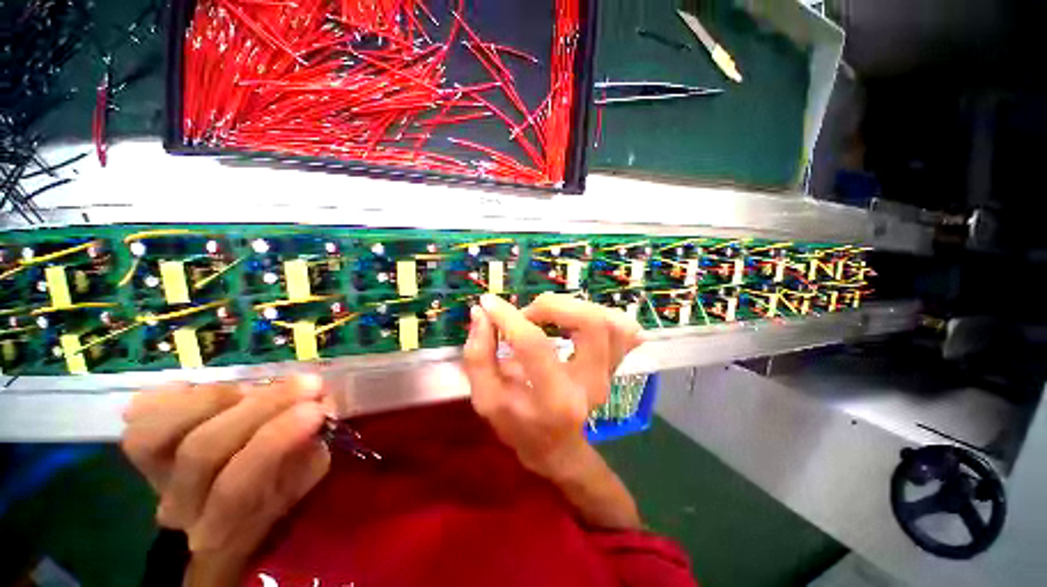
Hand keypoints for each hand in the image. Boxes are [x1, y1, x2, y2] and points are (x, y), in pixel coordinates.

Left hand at [121, 375, 330, 584]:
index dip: (275, 442)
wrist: (218, 504)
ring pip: (160, 431)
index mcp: (223, 523)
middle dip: (262, 407)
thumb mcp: (301, 481)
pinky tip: (207, 391)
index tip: (318, 408)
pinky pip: (141, 414)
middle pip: (202, 451)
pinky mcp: (136, 446)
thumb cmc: (270, 493)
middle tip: (306, 383)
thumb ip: (310, 449)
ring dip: (218, 398)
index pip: (238, 487)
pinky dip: (177, 394)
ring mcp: (149, 475)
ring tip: (255, 388)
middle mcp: (178, 505)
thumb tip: (322, 406)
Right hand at [463, 293, 641, 478]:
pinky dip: (602, 314)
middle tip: (528, 315)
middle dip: (552, 305)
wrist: (558, 448)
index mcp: (554, 400)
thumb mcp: (487, 399)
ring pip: (611, 320)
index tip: (489, 304)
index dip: (508, 318)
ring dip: (575, 307)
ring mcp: (610, 372)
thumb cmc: (518, 425)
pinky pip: (625, 329)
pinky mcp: (617, 363)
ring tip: (549, 316)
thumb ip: (479, 355)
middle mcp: (591, 383)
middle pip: (590, 323)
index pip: (534, 345)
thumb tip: (482, 312)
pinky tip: (577, 322)